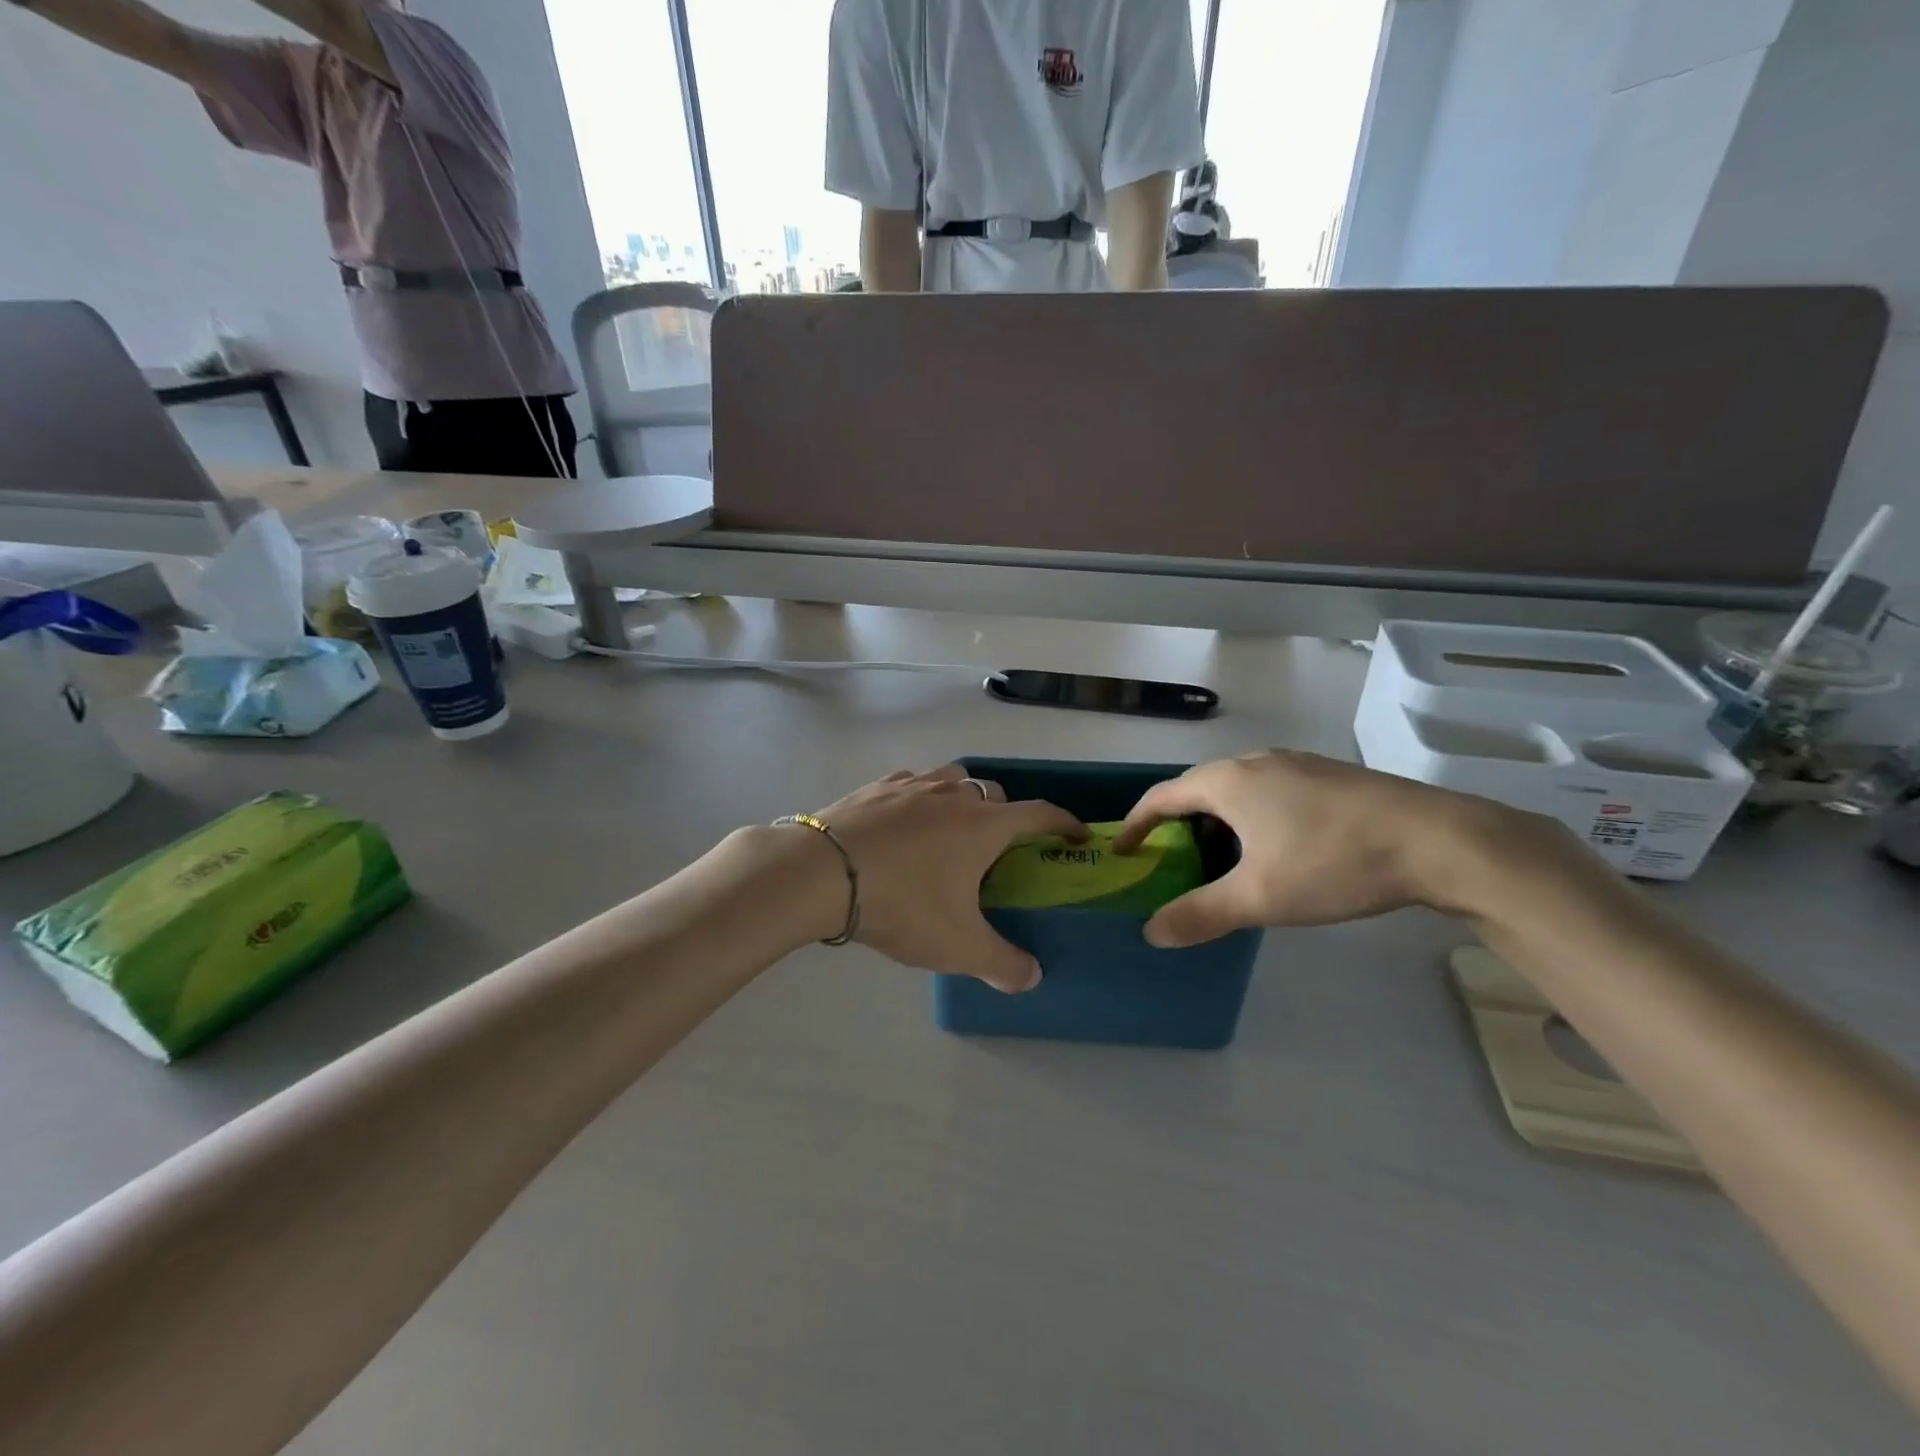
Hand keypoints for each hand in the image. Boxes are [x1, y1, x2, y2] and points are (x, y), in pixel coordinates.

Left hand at [808, 765, 1085, 992]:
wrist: (821, 872)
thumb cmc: (902, 904)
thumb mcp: (957, 946)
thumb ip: (1002, 964)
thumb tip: (1032, 977)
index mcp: (983, 825)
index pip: (1039, 813)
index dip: (1064, 823)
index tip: (1076, 835)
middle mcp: (954, 794)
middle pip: (994, 794)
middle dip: (1005, 815)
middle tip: (996, 849)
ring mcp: (913, 785)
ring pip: (953, 779)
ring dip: (962, 799)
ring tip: (949, 831)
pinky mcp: (876, 786)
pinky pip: (912, 783)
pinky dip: (920, 798)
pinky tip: (904, 823)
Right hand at [1113, 750, 1535, 946]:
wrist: (1438, 839)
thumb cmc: (1333, 862)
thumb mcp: (1259, 898)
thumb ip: (1200, 914)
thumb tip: (1151, 933)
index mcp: (1228, 782)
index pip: (1162, 797)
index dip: (1136, 824)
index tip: (1122, 851)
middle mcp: (1255, 762)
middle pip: (1198, 790)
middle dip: (1178, 826)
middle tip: (1173, 863)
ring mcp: (1296, 764)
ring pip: (1237, 790)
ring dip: (1217, 823)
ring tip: (1223, 862)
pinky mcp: (1328, 776)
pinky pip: (1269, 792)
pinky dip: (1251, 818)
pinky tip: (1276, 850)